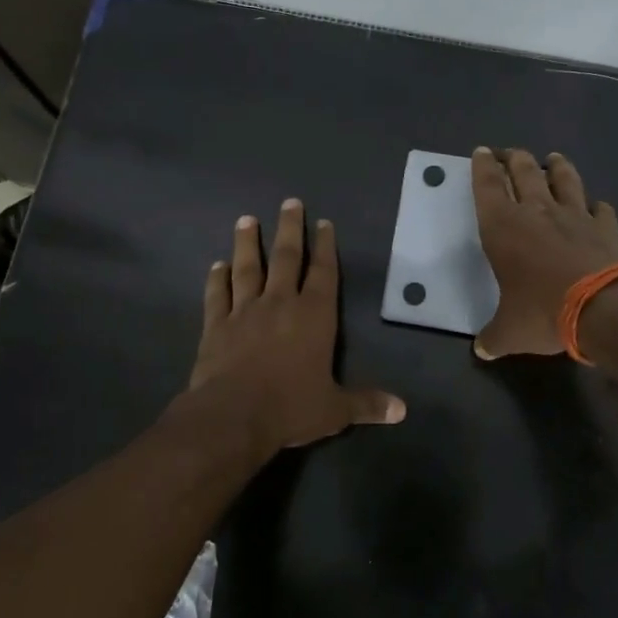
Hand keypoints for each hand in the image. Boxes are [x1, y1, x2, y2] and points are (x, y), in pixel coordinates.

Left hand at [186, 199, 405, 450]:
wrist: (232, 416)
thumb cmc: (290, 407)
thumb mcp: (335, 409)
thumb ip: (366, 404)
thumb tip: (401, 410)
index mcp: (314, 316)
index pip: (323, 273)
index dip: (326, 247)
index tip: (324, 223)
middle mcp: (280, 304)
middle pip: (286, 258)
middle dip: (290, 229)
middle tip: (289, 202)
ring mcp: (245, 311)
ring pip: (247, 268)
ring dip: (247, 243)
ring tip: (246, 220)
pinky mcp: (216, 326)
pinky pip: (217, 295)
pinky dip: (216, 279)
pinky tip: (216, 265)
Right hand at [471, 146, 617, 359]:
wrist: (606, 308)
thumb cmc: (544, 313)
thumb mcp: (510, 332)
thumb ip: (493, 337)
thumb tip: (481, 350)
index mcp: (503, 228)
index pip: (487, 186)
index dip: (482, 167)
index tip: (481, 152)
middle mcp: (537, 211)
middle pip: (524, 172)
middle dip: (513, 158)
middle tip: (508, 153)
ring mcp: (575, 215)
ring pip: (563, 179)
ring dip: (556, 166)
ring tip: (553, 158)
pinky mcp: (606, 226)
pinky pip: (599, 207)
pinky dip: (594, 204)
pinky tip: (596, 205)